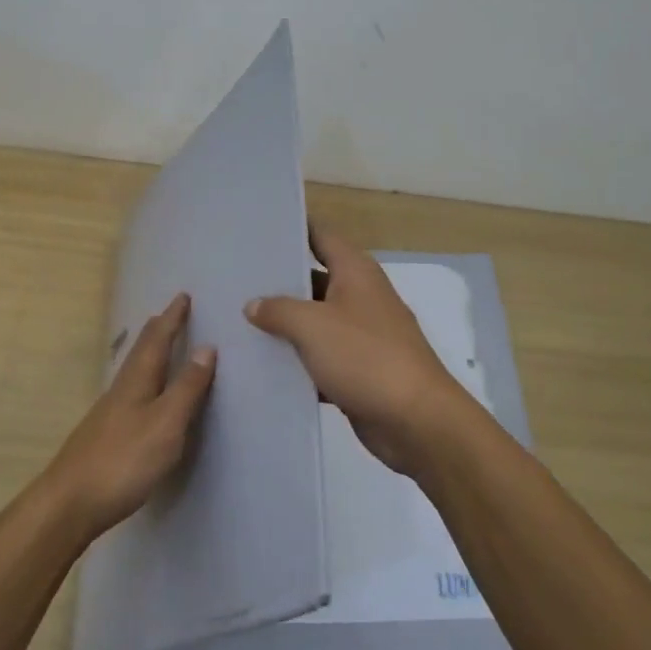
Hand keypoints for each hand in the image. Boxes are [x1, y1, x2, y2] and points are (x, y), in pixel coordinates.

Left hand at [43, 293, 216, 541]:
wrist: (69, 503)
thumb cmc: (124, 460)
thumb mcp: (166, 424)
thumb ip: (186, 388)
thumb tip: (207, 348)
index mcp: (137, 381)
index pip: (157, 340)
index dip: (172, 319)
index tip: (182, 296)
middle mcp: (120, 390)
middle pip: (140, 352)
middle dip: (158, 330)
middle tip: (170, 313)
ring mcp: (108, 413)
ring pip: (133, 371)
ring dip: (148, 353)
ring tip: (158, 345)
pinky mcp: (104, 435)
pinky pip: (129, 391)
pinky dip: (142, 379)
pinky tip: (141, 394)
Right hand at [245, 225, 476, 474]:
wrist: (416, 420)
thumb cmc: (366, 357)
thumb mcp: (313, 325)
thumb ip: (278, 310)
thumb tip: (254, 305)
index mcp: (356, 272)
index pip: (321, 236)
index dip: (292, 228)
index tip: (257, 228)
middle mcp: (360, 296)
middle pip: (314, 279)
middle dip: (278, 280)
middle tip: (234, 278)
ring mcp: (361, 335)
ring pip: (315, 321)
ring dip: (284, 324)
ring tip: (237, 320)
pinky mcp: (358, 370)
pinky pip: (320, 358)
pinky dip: (297, 361)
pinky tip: (262, 366)